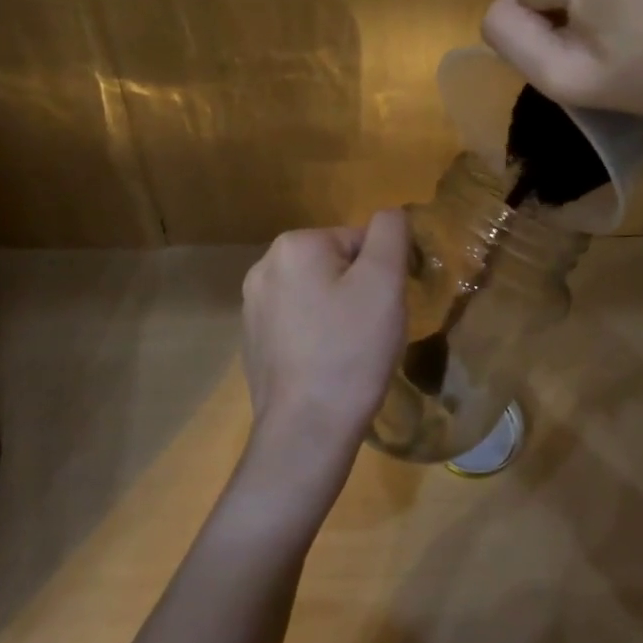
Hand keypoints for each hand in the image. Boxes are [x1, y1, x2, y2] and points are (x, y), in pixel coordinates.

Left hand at [238, 210, 409, 513]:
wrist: (306, 429)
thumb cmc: (351, 350)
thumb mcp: (384, 281)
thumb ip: (390, 233)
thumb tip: (390, 213)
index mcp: (294, 245)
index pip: (358, 241)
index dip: (381, 274)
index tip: (382, 310)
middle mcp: (264, 267)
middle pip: (336, 265)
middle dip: (358, 292)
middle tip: (369, 332)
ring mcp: (252, 306)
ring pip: (318, 295)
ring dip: (338, 314)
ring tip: (350, 352)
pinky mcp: (252, 340)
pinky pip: (299, 323)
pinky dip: (317, 336)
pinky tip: (327, 366)